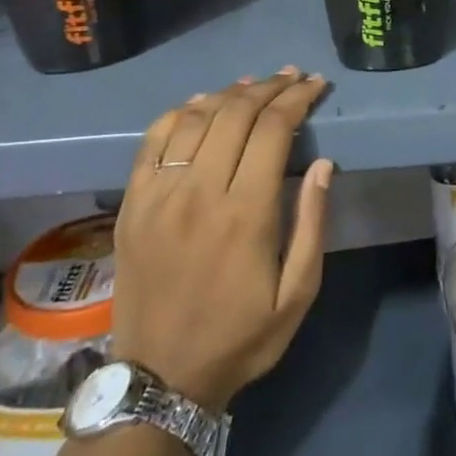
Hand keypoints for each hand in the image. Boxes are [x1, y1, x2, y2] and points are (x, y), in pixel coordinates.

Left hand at [112, 68, 332, 411]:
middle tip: (292, 77)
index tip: (316, 85)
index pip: (273, 130)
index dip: (297, 99)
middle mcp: (199, 192)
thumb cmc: (242, 336)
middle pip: (235, 114)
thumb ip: (312, 223)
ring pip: (196, 119)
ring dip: (229, 93)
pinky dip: (180, 113)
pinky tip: (201, 104)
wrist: (160, 378)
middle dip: (270, 87)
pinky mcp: (132, 205)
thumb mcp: (299, 292)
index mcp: (246, 213)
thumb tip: (324, 164)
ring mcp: (159, 196)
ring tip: (254, 84)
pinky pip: (153, 141)